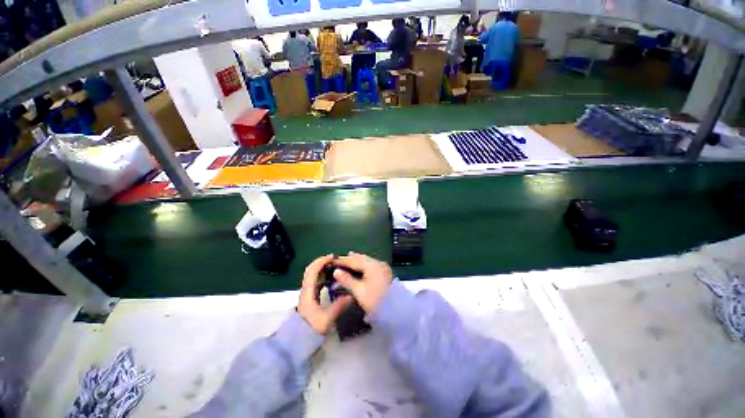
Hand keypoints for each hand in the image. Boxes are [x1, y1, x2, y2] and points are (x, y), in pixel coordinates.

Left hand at [298, 255, 351, 334]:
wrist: (297, 341)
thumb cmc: (310, 328)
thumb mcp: (326, 318)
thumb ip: (339, 306)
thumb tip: (352, 295)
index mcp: (308, 291)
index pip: (312, 270)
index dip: (321, 261)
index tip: (333, 257)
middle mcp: (306, 289)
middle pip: (311, 270)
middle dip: (322, 262)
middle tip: (335, 260)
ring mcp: (307, 293)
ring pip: (314, 276)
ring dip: (323, 269)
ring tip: (335, 268)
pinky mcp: (310, 297)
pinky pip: (316, 282)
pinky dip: (323, 277)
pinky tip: (332, 280)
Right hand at [332, 252, 393, 312]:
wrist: (396, 309)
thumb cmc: (375, 300)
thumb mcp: (359, 291)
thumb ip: (347, 279)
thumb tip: (336, 271)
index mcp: (371, 265)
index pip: (354, 260)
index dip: (343, 260)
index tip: (332, 261)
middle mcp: (377, 263)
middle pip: (361, 258)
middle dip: (350, 258)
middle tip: (339, 259)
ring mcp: (383, 267)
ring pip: (367, 260)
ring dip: (357, 260)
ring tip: (349, 258)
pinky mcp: (385, 272)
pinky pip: (371, 264)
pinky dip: (363, 264)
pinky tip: (360, 266)